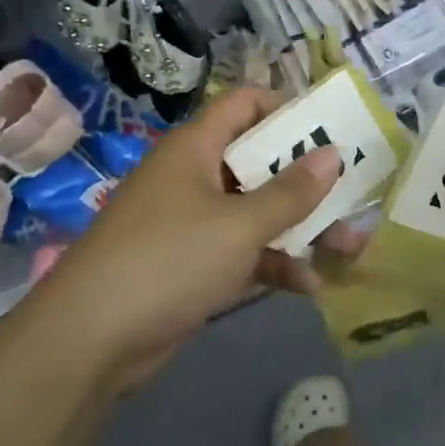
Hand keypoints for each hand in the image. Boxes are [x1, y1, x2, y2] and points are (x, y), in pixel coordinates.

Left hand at [29, 89, 356, 391]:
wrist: (90, 340)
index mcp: (197, 148)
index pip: (247, 105)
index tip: (332, 129)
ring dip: (301, 228)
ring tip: (349, 247)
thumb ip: (290, 192)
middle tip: (354, 195)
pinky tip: (309, 286)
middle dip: (309, 181)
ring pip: (258, 212)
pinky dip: (274, 263)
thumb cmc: (168, 260)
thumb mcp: (238, 225)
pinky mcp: (194, 264)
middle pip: (261, 162)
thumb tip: (334, 155)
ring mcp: (194, 222)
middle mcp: (196, 176)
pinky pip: (244, 252)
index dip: (289, 109)